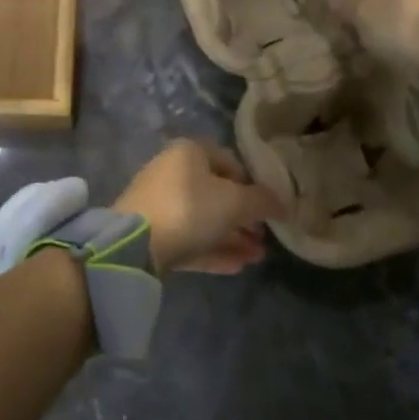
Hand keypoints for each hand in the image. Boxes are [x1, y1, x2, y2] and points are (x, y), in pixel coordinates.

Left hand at [112, 141, 280, 274]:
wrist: (135, 244)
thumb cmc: (189, 208)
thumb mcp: (235, 202)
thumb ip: (262, 201)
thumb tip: (283, 203)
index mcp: (189, 152)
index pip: (229, 162)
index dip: (253, 185)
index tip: (270, 209)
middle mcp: (172, 172)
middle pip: (216, 194)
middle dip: (243, 218)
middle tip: (265, 239)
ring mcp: (160, 203)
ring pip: (204, 219)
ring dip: (232, 237)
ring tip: (258, 258)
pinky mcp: (152, 233)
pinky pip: (189, 239)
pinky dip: (213, 250)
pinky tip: (237, 267)